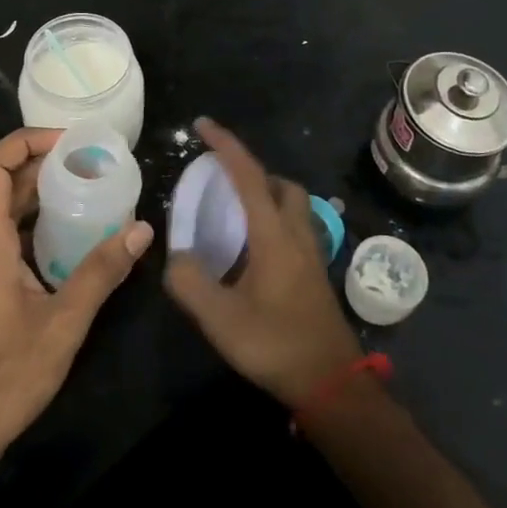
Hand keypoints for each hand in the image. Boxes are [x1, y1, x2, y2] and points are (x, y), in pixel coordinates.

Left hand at [0, 127, 154, 461]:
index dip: (24, 141)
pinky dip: (30, 224)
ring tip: (85, 193)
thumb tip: (141, 230)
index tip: (67, 142)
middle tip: (91, 164)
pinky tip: (65, 241)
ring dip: (38, 196)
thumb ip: (101, 273)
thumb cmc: (3, 379)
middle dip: (43, 166)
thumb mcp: (62, 325)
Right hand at [165, 118, 362, 405]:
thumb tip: (175, 257)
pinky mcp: (314, 271)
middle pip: (280, 183)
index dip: (225, 145)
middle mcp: (296, 233)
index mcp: (273, 234)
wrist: (331, 382)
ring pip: (292, 204)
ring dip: (265, 193)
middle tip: (221, 181)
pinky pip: (294, 226)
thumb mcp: (221, 319)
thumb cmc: (276, 344)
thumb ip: (190, 282)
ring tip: (234, 212)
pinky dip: (273, 218)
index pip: (247, 175)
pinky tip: (253, 248)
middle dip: (251, 171)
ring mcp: (311, 253)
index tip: (202, 125)